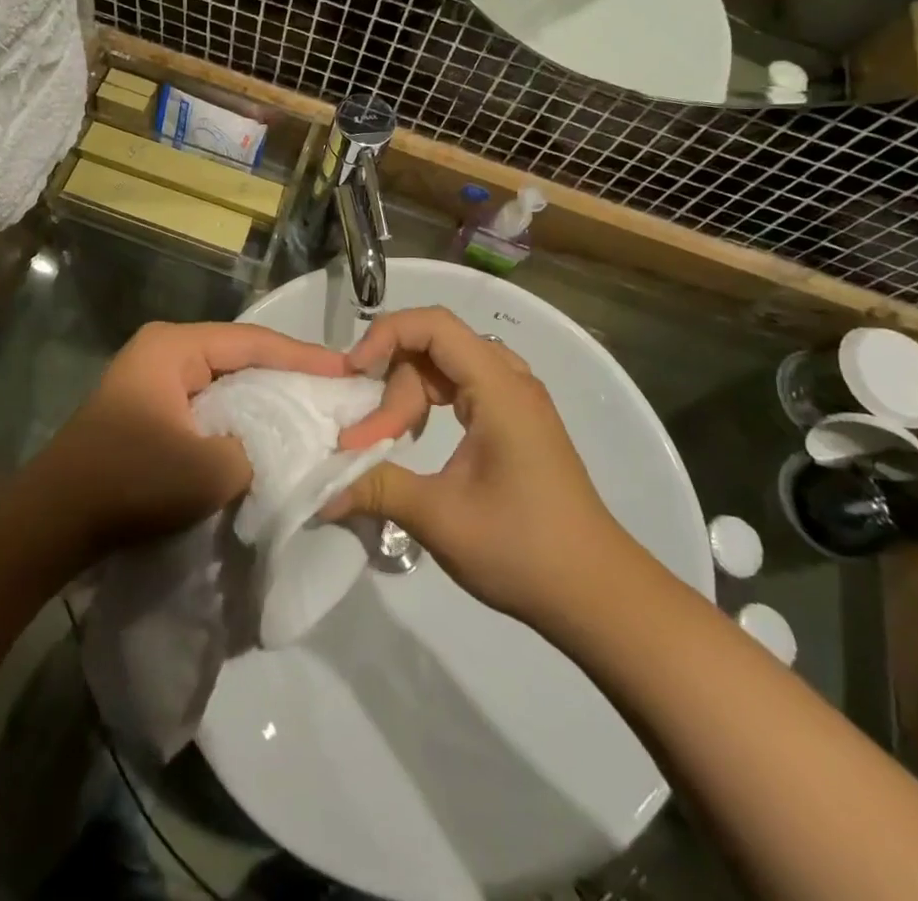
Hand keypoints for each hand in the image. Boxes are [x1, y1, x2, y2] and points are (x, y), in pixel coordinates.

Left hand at [39, 321, 347, 554]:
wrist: (53, 522)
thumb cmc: (131, 482)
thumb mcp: (210, 469)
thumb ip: (260, 448)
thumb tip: (284, 444)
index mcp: (173, 347)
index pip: (252, 341)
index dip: (302, 356)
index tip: (346, 369)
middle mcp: (163, 351)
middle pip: (239, 355)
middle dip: (286, 373)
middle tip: (334, 388)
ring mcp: (153, 379)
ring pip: (224, 380)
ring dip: (263, 396)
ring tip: (311, 407)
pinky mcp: (150, 409)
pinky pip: (207, 402)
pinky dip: (238, 414)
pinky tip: (267, 431)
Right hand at [324, 307, 633, 627]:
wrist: (597, 594)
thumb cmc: (523, 548)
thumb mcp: (440, 518)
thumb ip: (376, 488)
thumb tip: (319, 489)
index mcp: (499, 388)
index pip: (433, 324)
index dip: (385, 335)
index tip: (353, 373)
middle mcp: (510, 380)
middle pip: (435, 346)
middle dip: (394, 383)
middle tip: (370, 438)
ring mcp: (516, 399)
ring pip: (446, 366)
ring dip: (409, 392)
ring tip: (388, 436)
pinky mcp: (516, 421)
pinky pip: (462, 386)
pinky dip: (430, 402)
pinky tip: (416, 437)